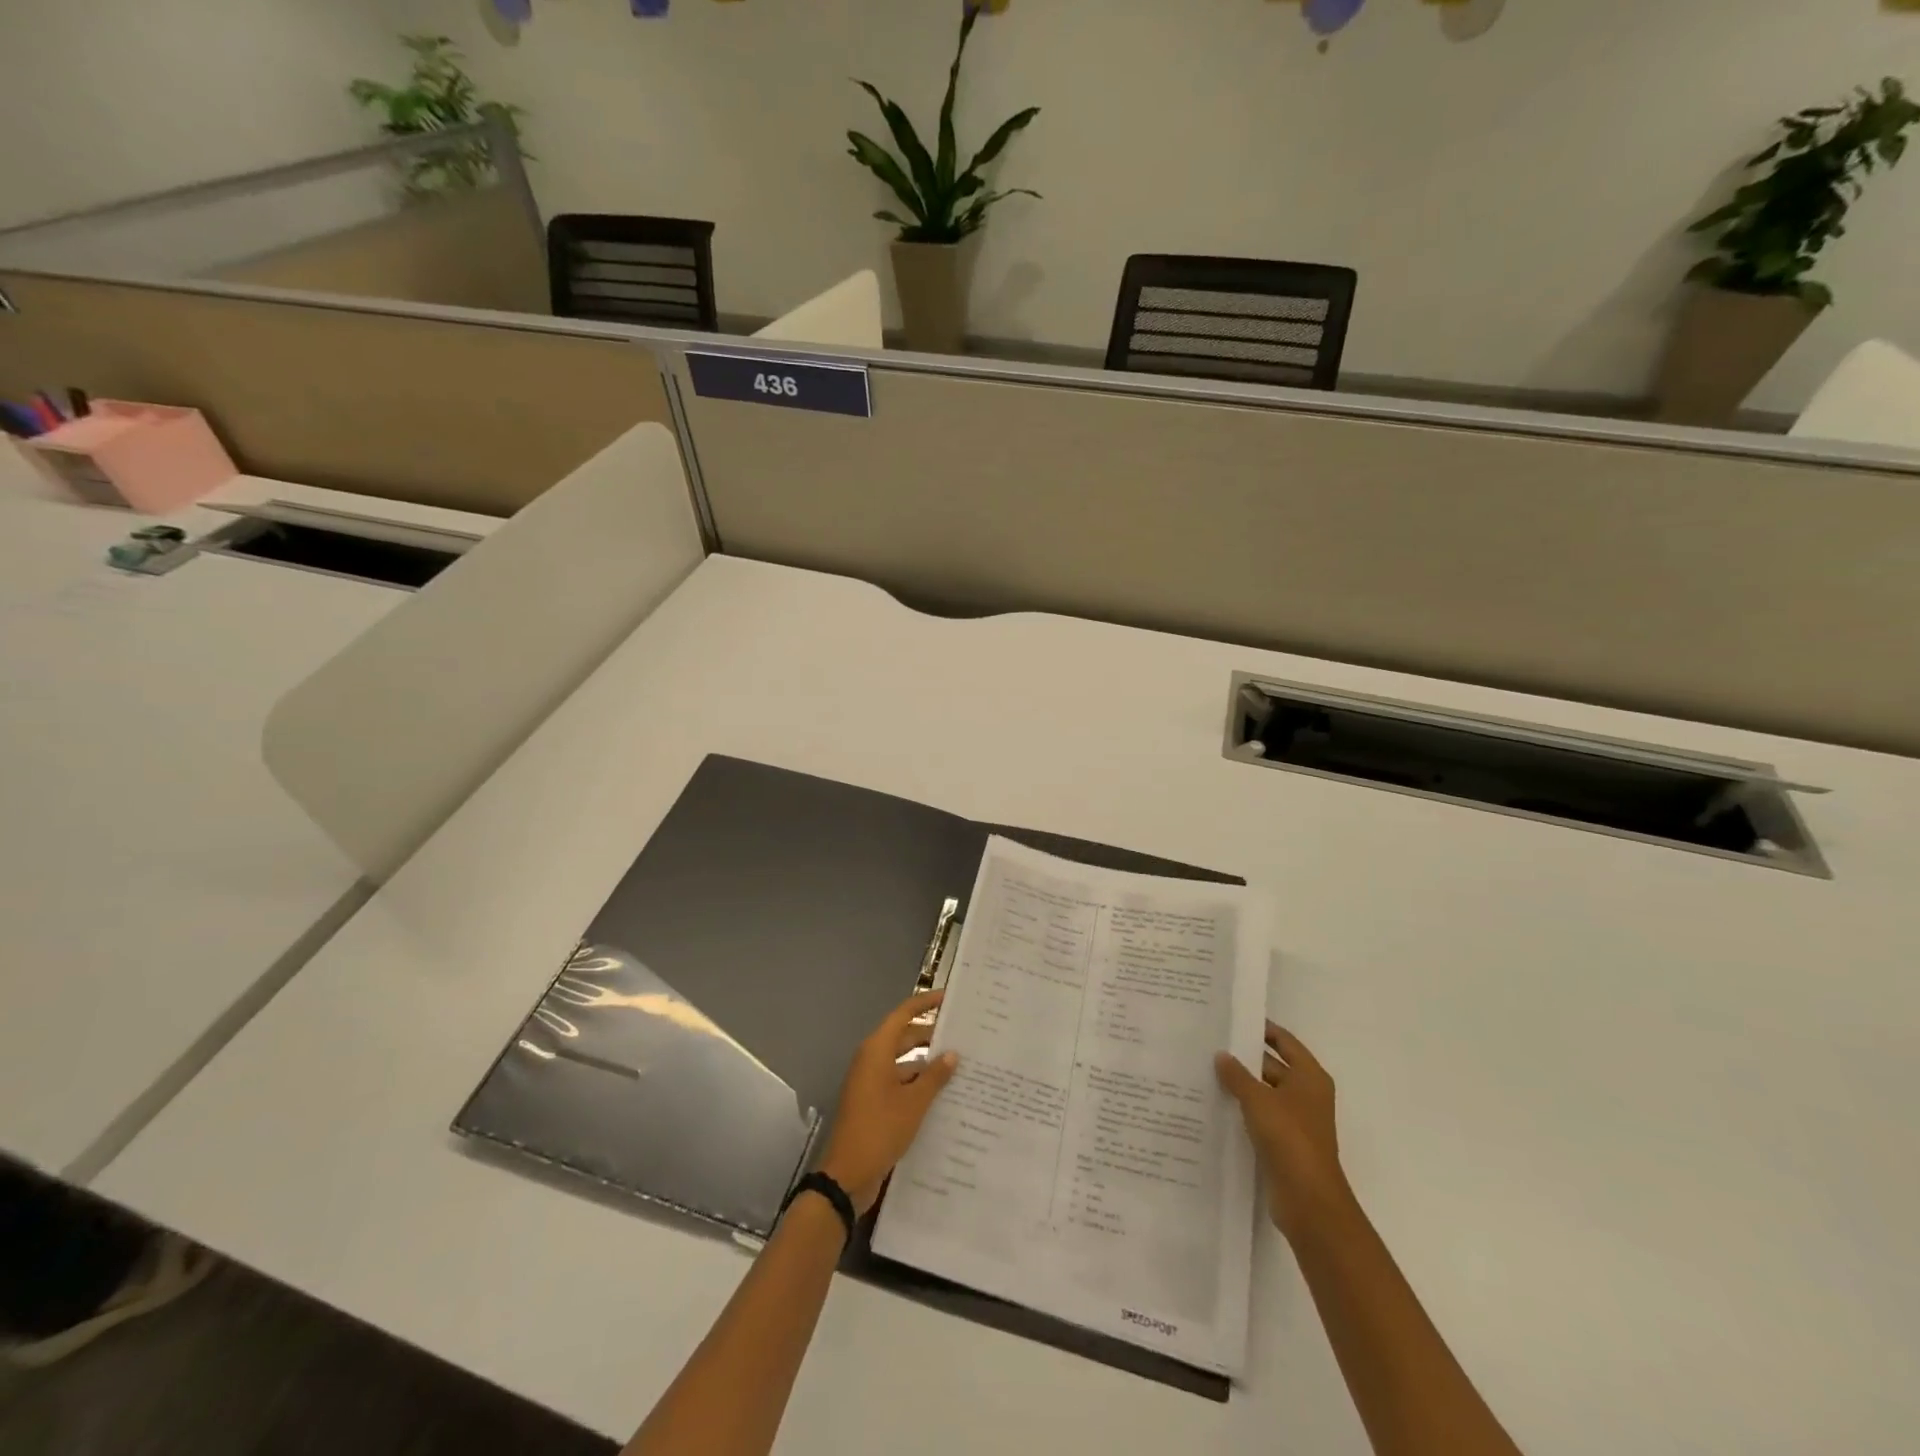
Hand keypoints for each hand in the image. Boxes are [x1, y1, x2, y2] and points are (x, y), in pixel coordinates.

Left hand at [819, 989, 958, 1215]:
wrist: (847, 1176)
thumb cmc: (879, 1129)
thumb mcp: (913, 1103)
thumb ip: (934, 1076)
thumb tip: (952, 1053)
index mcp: (877, 1050)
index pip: (904, 1014)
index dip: (926, 1004)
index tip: (950, 998)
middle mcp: (872, 1060)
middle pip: (905, 1037)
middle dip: (932, 1036)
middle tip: (964, 1036)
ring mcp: (871, 1082)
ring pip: (904, 1063)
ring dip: (928, 1064)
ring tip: (961, 1067)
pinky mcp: (874, 1103)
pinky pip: (900, 1083)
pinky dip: (919, 1084)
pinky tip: (944, 1096)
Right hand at [1216, 1023, 1353, 1239]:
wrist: (1309, 1200)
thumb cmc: (1289, 1138)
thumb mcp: (1258, 1099)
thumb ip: (1237, 1075)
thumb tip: (1221, 1055)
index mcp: (1309, 1077)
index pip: (1284, 1041)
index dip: (1262, 1029)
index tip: (1233, 1019)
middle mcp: (1306, 1095)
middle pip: (1273, 1066)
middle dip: (1244, 1058)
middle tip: (1209, 1045)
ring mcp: (1296, 1121)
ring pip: (1264, 1093)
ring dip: (1240, 1085)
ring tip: (1205, 1071)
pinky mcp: (1284, 1143)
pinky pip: (1260, 1117)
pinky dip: (1242, 1110)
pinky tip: (1215, 1105)